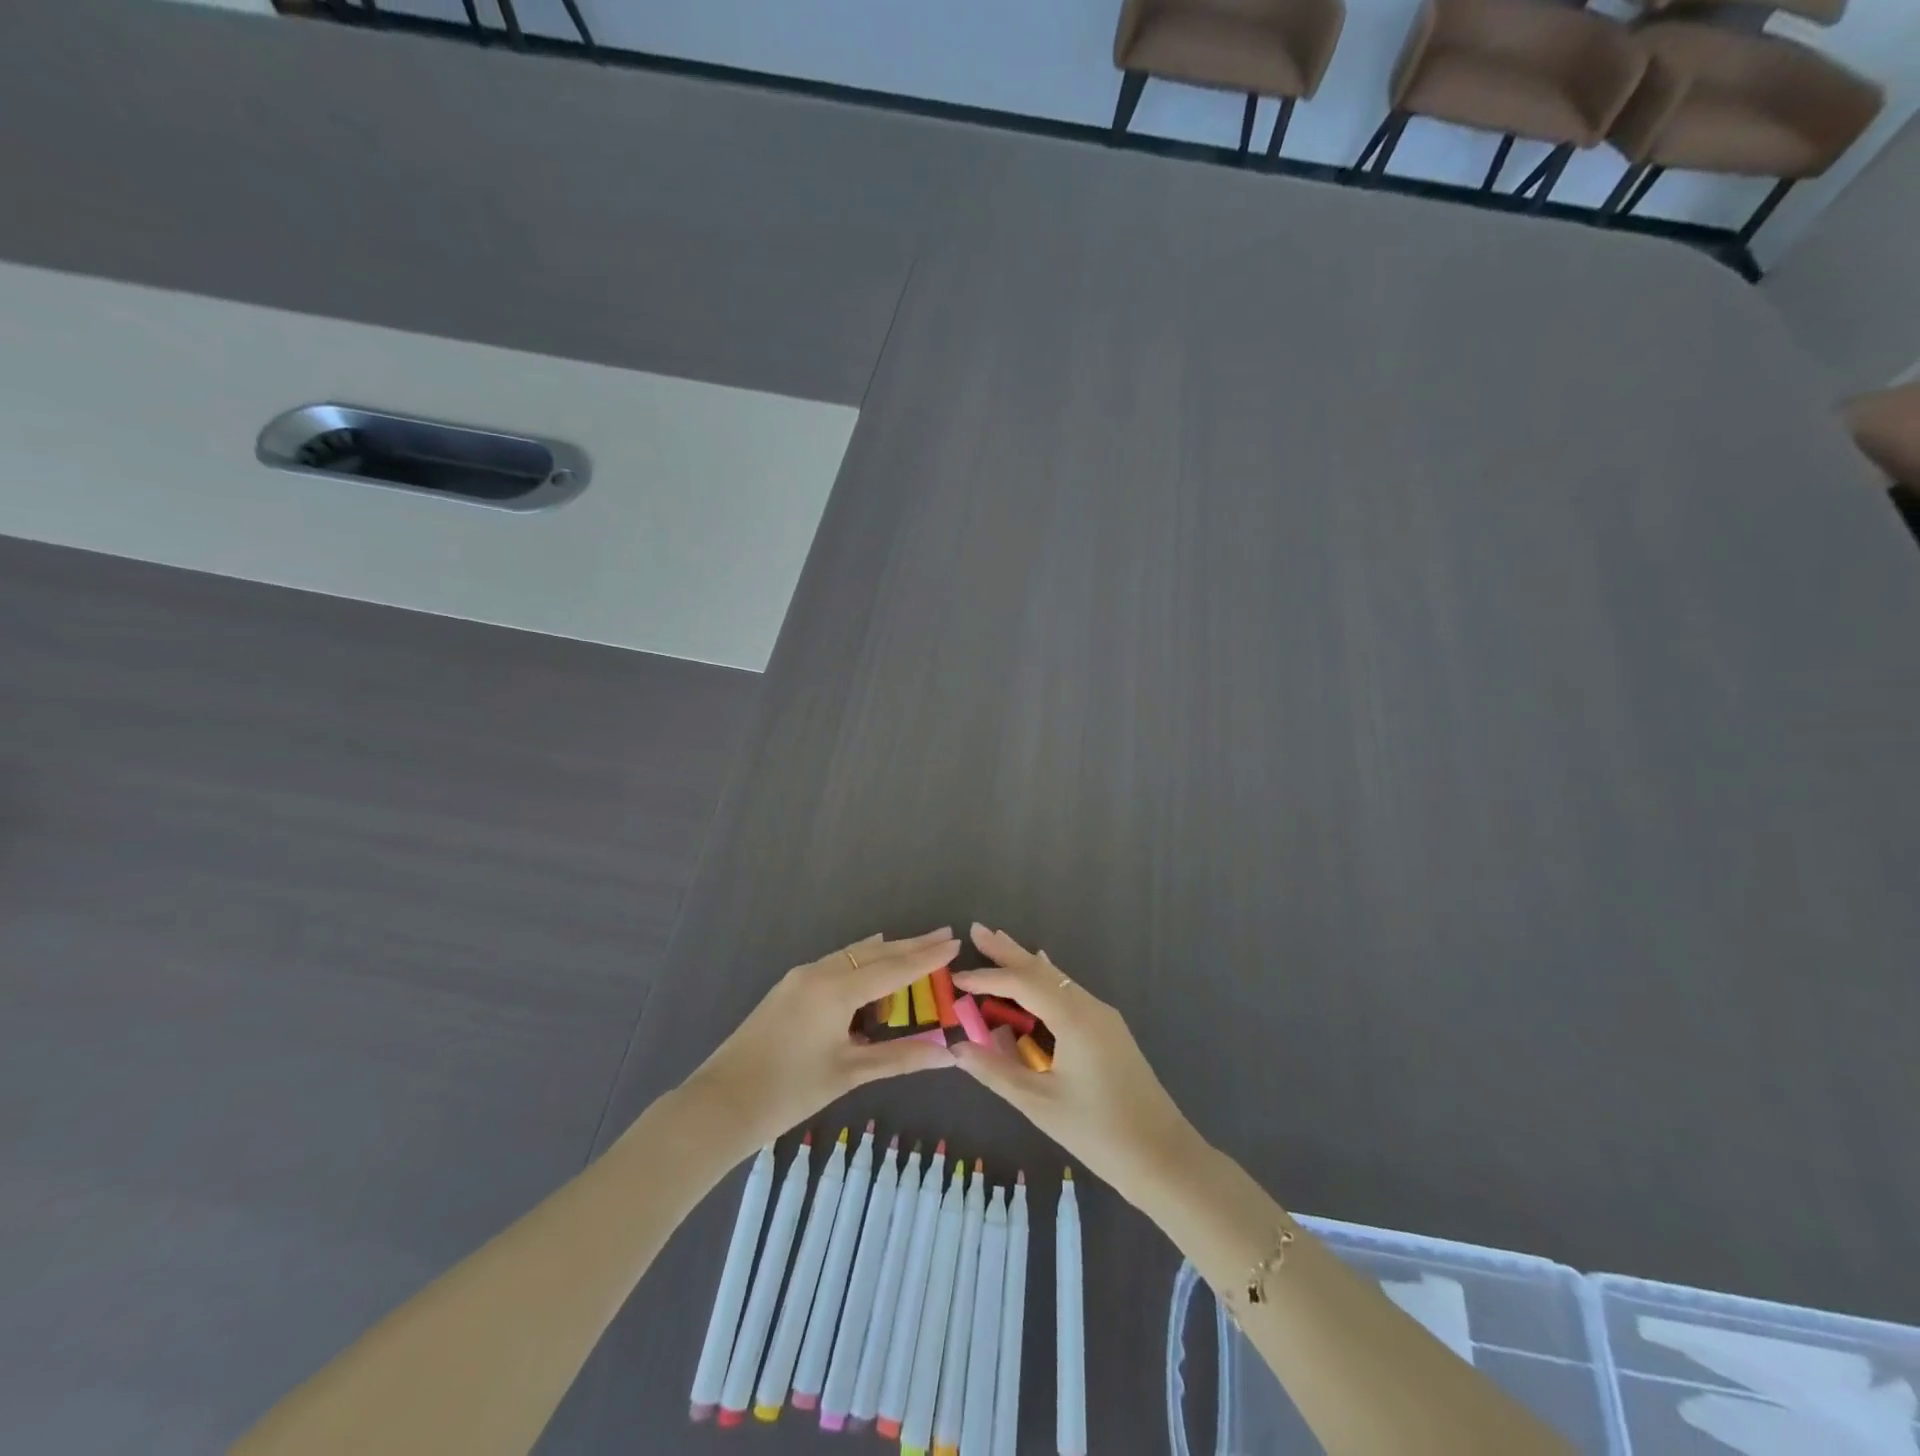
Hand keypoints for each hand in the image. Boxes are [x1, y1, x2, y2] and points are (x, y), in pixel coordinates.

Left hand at [680, 928, 959, 1146]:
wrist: (721, 1103)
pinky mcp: (788, 988)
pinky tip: (869, 962)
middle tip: (943, 934)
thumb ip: (901, 1057)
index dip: (927, 956)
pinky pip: (835, 963)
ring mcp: (800, 977)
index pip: (894, 968)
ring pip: (853, 955)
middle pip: (875, 953)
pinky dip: (860, 961)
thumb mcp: (850, 1073)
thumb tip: (949, 1053)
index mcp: (837, 989)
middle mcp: (820, 972)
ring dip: (886, 952)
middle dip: (911, 945)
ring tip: (915, 946)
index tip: (955, 941)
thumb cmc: (790, 1090)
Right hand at [950, 923, 1199, 1195]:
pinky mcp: (1109, 1031)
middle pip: (1042, 970)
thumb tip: (956, 1048)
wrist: (1163, 1157)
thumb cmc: (1098, 1132)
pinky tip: (1039, 974)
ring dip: (1026, 964)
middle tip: (977, 930)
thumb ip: (996, 1071)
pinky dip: (1045, 982)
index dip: (988, 978)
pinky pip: (1069, 994)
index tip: (956, 977)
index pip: (1022, 984)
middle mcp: (1090, 1007)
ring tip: (998, 944)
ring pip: (1057, 980)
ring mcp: (1103, 1017)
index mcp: (1074, 1018)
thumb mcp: (1039, 1104)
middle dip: (1008, 952)